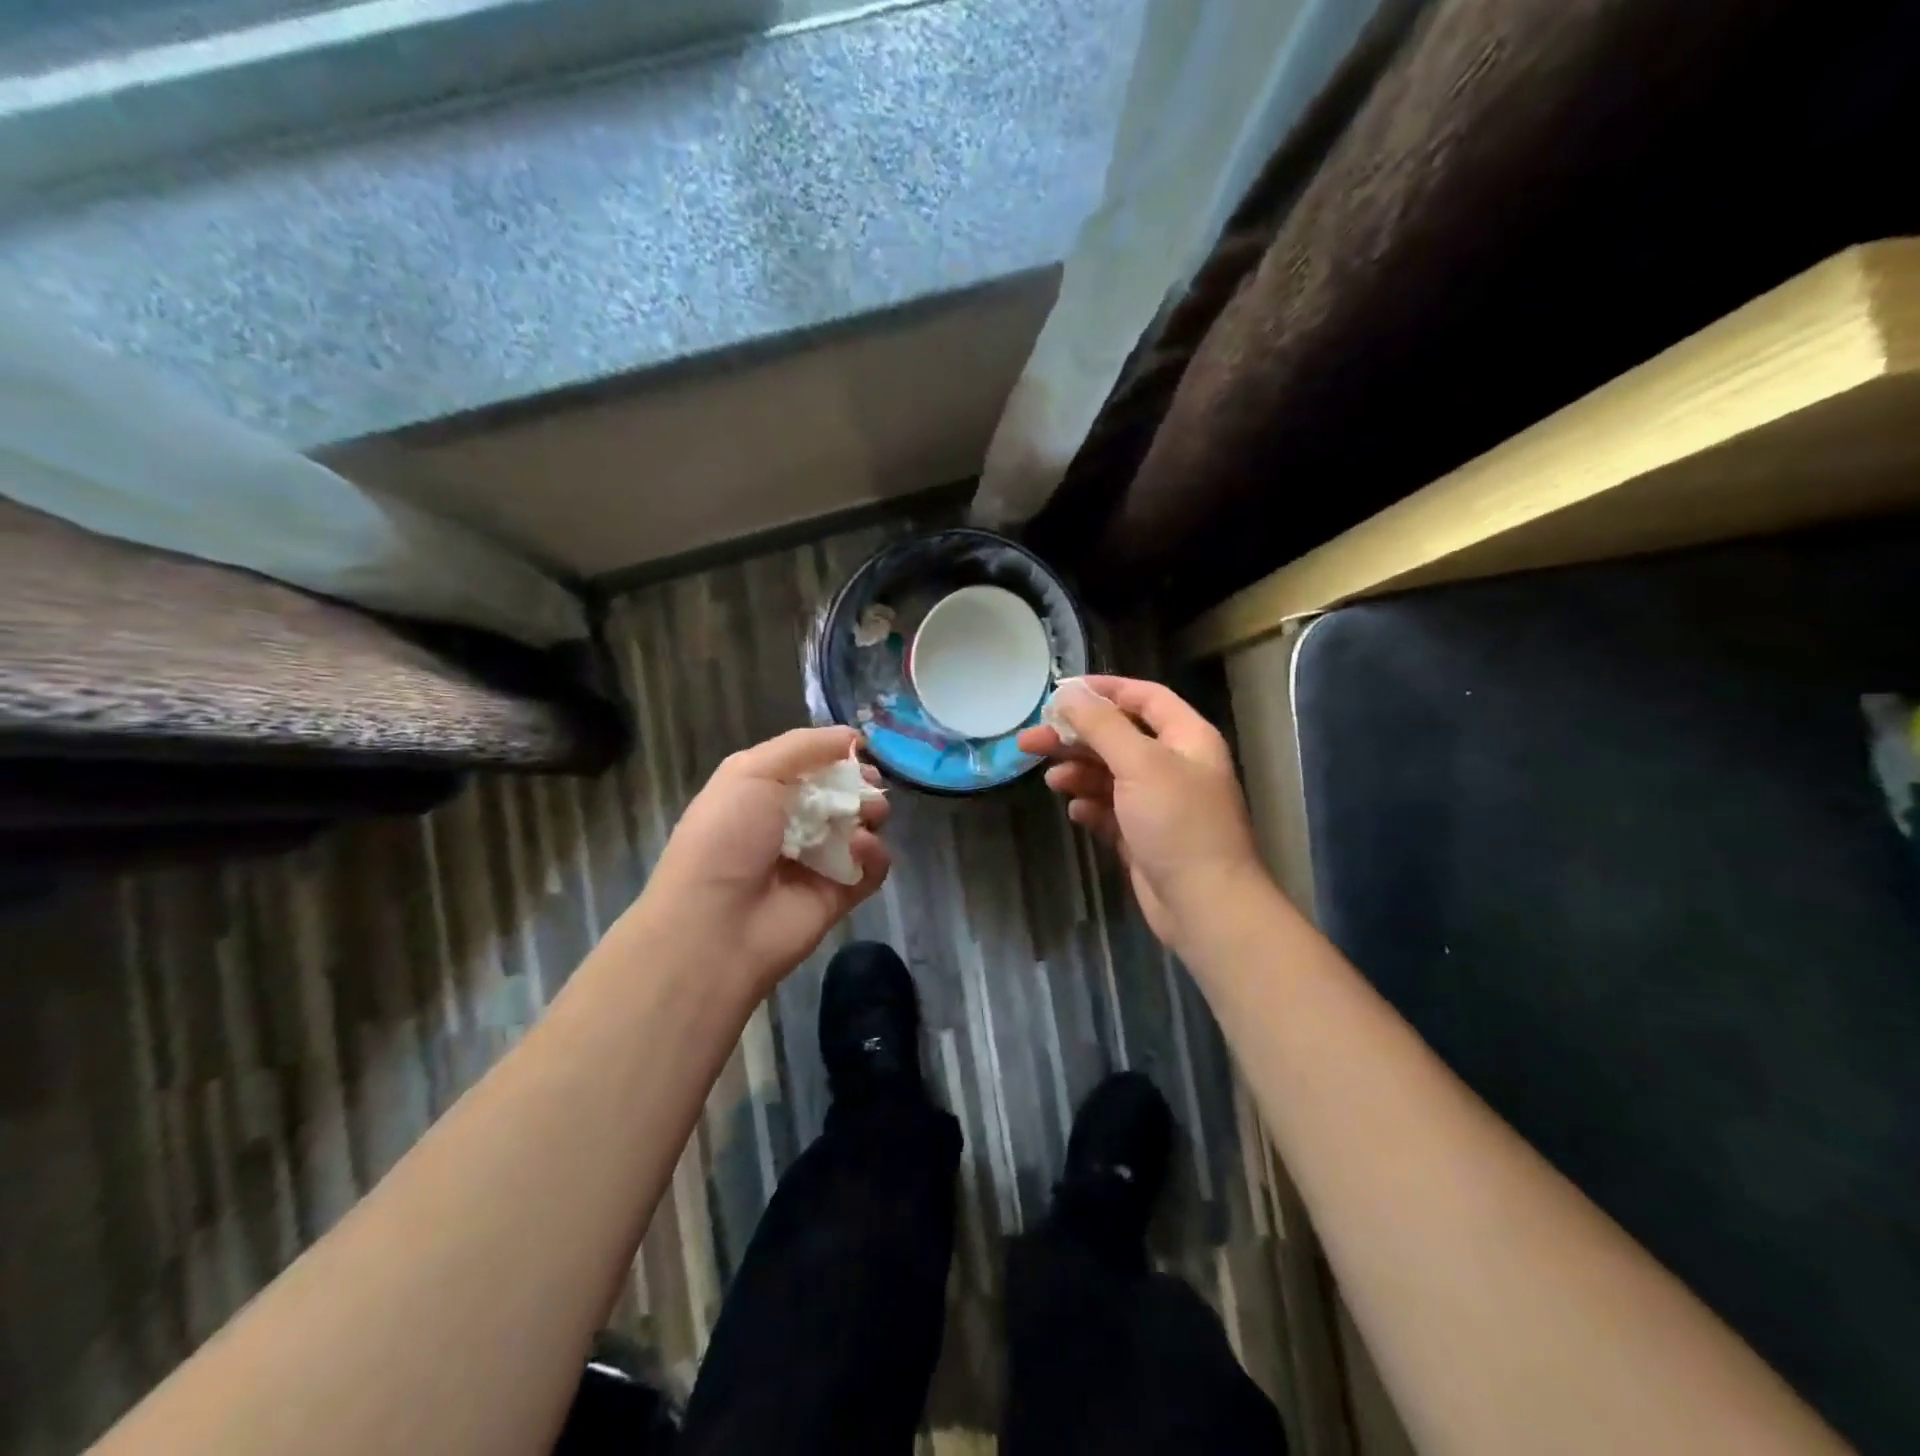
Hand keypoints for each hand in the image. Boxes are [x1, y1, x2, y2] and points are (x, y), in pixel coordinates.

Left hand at [641, 726, 890, 992]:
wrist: (716, 924)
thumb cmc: (727, 836)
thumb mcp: (752, 772)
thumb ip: (804, 746)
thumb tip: (852, 736)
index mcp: (765, 794)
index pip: (812, 766)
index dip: (838, 756)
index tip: (860, 751)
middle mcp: (792, 825)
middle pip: (842, 795)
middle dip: (861, 784)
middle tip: (870, 785)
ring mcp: (818, 861)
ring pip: (861, 828)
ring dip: (870, 814)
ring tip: (868, 815)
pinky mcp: (839, 895)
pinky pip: (871, 868)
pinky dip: (874, 854)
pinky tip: (860, 848)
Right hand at [1017, 676, 1264, 954]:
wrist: (1203, 904)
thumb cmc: (1177, 823)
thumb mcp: (1139, 764)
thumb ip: (1102, 725)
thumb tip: (1069, 694)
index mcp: (1186, 738)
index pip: (1145, 697)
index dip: (1105, 689)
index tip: (1062, 691)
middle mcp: (1174, 765)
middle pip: (1118, 737)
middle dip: (1076, 737)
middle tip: (1031, 740)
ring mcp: (1158, 802)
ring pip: (1109, 775)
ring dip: (1079, 773)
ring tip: (1052, 781)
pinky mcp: (1143, 835)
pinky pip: (1110, 810)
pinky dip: (1091, 806)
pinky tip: (1076, 811)